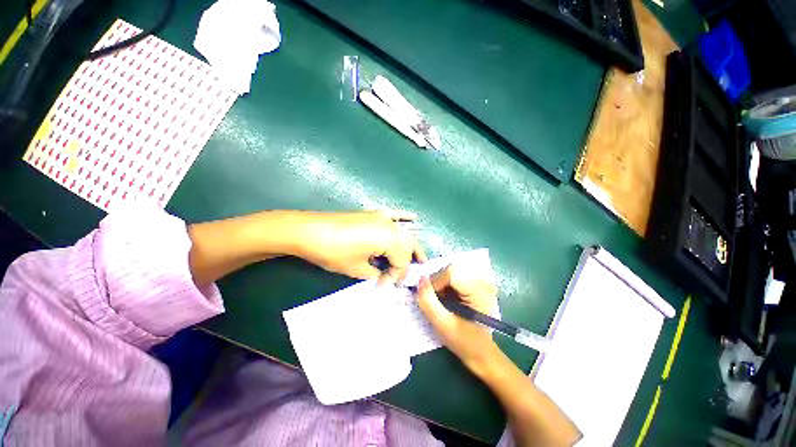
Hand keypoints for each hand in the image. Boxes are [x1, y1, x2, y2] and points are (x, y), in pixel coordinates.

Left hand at [292, 210, 426, 283]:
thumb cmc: (334, 252)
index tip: (385, 287)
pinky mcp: (370, 214)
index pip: (402, 262)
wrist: (308, 231)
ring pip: (403, 233)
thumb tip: (382, 279)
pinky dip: (404, 218)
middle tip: (401, 279)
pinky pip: (393, 215)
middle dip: (407, 263)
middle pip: (408, 246)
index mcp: (390, 239)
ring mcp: (380, 217)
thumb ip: (375, 274)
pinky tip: (413, 218)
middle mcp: (390, 225)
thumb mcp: (357, 269)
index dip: (395, 277)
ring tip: (415, 260)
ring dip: (408, 246)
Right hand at [416, 264, 499, 369]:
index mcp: (479, 291)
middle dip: (438, 282)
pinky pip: (460, 278)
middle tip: (433, 301)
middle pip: (454, 269)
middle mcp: (485, 283)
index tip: (428, 299)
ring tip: (441, 302)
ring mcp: (484, 284)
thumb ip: (428, 301)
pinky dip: (450, 287)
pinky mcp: (481, 288)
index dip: (435, 282)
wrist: (480, 352)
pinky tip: (449, 302)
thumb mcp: (442, 324)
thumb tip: (420, 280)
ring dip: (443, 285)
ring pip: (455, 272)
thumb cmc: (463, 341)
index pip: (451, 272)